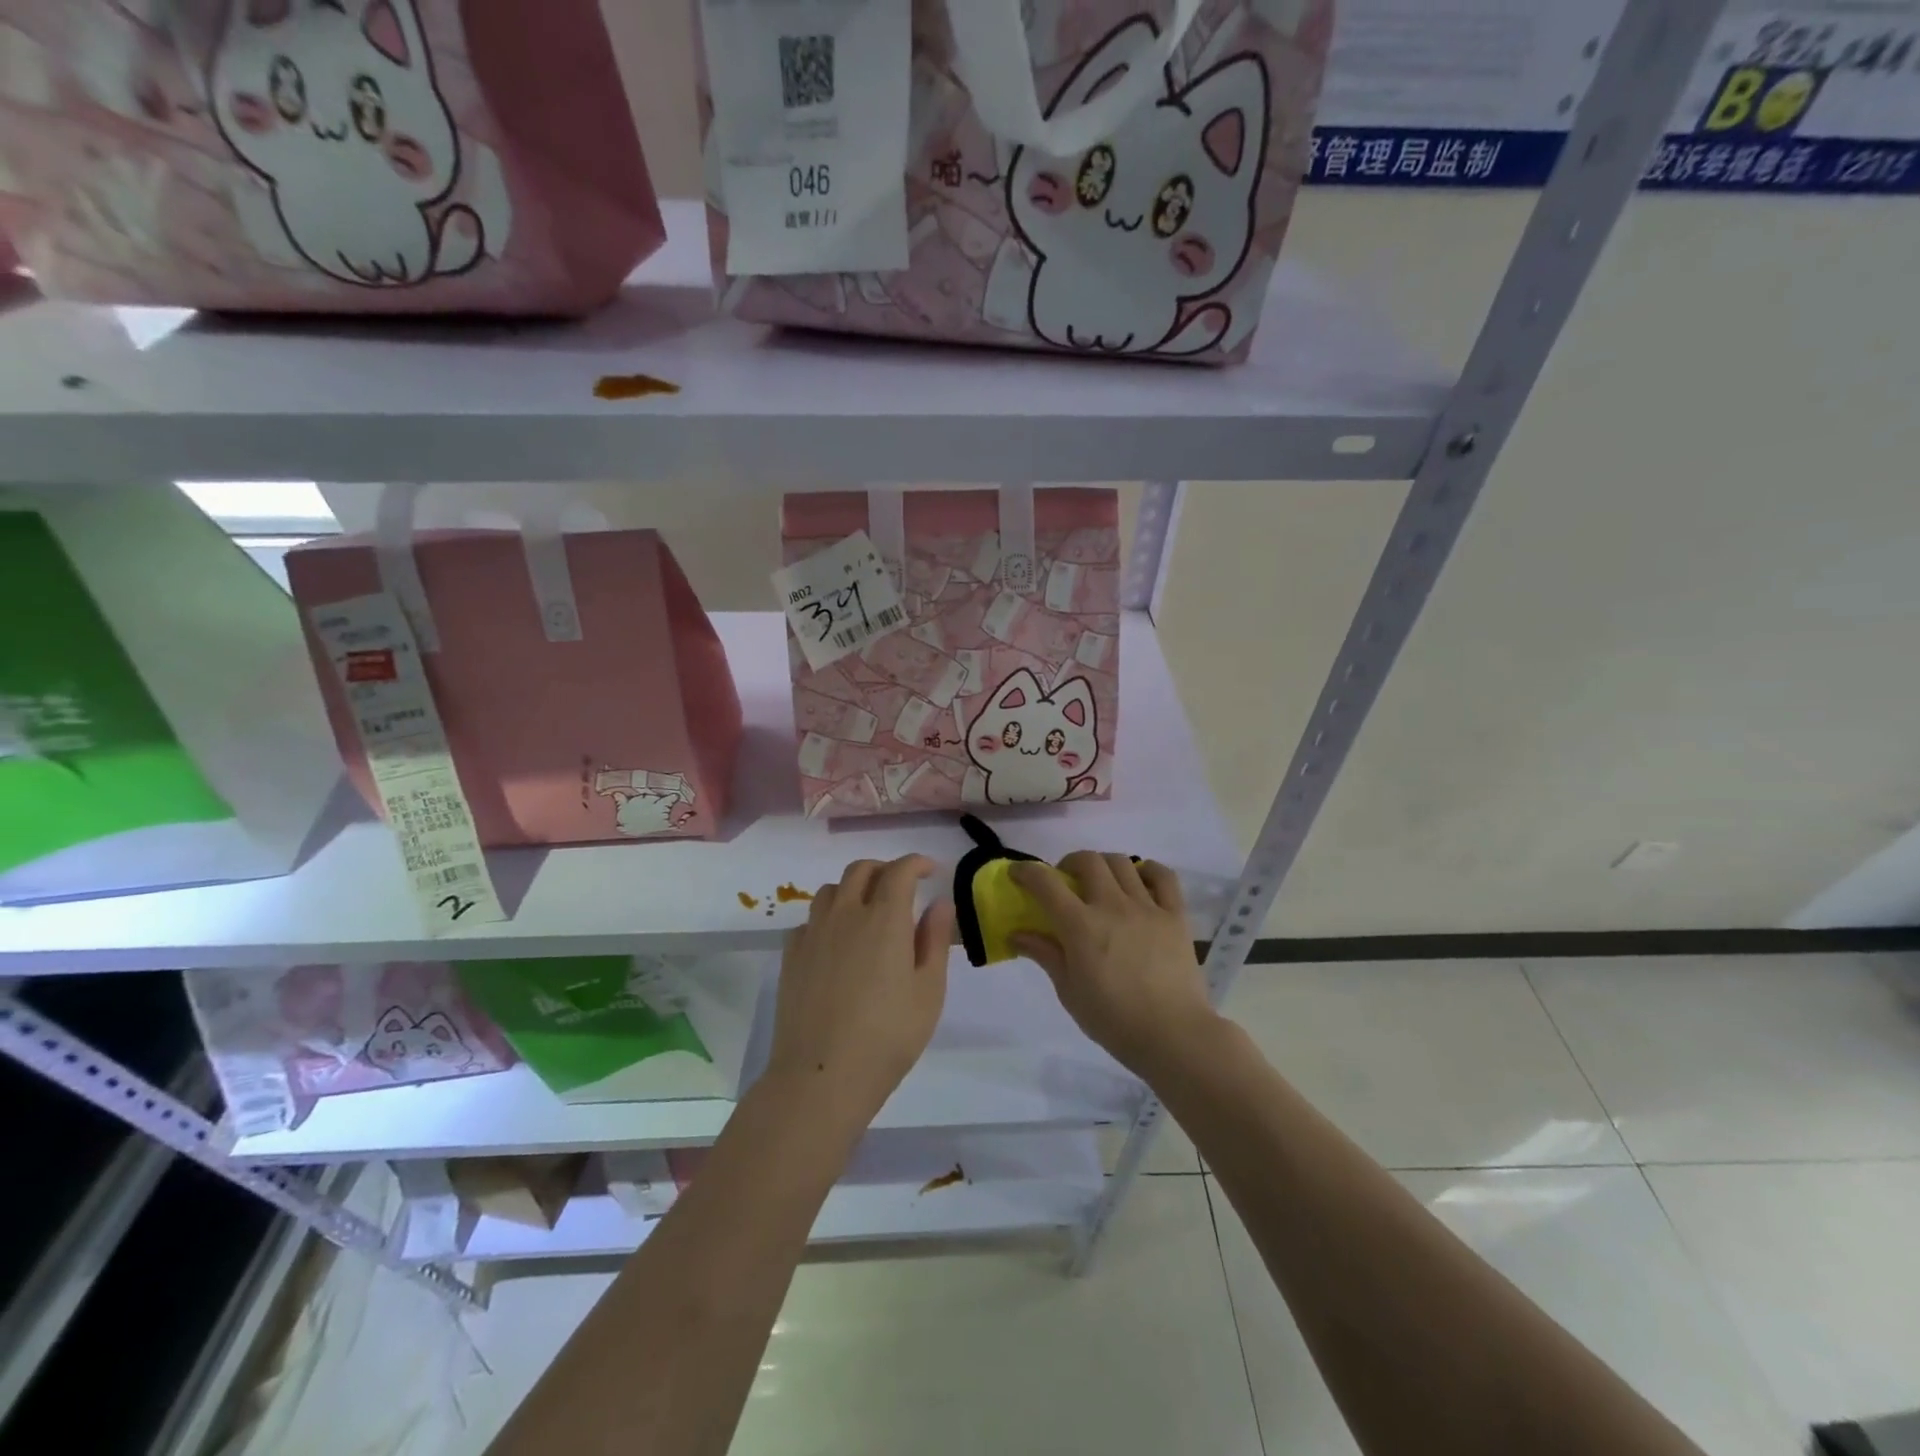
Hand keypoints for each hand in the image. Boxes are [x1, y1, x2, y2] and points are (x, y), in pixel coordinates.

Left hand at [765, 855, 954, 1132]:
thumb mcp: (928, 992)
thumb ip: (934, 941)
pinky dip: (827, 918)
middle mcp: (846, 914)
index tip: (929, 870)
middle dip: (884, 869)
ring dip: (852, 889)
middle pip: (860, 870)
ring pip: (830, 890)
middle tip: (900, 886)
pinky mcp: (791, 956)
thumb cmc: (888, 1037)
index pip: (899, 871)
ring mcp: (813, 934)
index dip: (915, 863)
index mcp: (884, 918)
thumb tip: (938, 903)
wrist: (822, 1075)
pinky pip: (809, 920)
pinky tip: (835, 942)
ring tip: (866, 910)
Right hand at [1011, 852, 1218, 1077]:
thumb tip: (1017, 934)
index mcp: (1081, 926)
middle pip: (1088, 861)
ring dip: (1103, 865)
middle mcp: (1112, 906)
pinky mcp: (1176, 915)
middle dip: (1069, 863)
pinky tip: (1140, 881)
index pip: (1046, 884)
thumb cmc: (1114, 1020)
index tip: (1017, 873)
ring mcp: (1147, 907)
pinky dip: (1148, 870)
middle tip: (1065, 882)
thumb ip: (1045, 955)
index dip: (1027, 871)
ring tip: (1100, 883)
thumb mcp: (1069, 992)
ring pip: (1122, 863)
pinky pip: (1163, 877)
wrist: (1174, 1036)